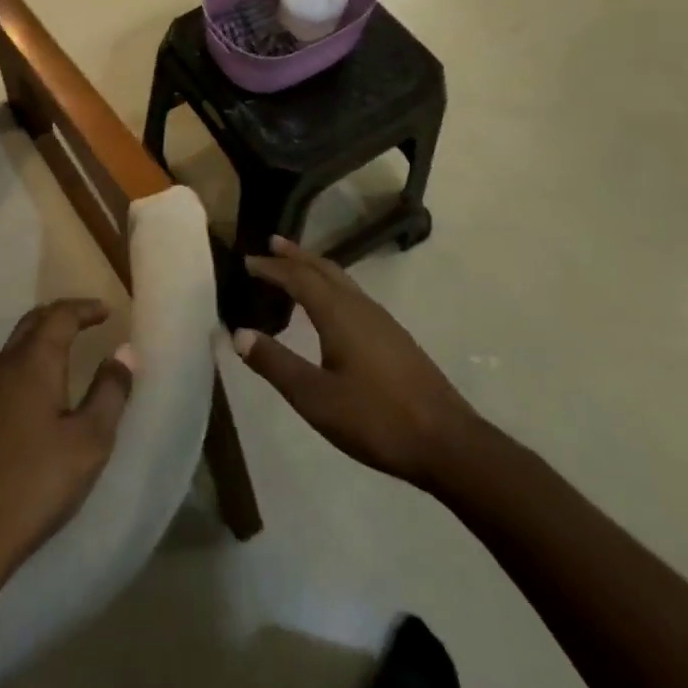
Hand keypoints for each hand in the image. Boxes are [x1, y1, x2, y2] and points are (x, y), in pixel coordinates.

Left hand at [0, 298, 132, 573]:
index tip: (108, 311)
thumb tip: (124, 351)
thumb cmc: (39, 480)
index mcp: (34, 360)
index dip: (85, 308)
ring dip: (45, 334)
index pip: (60, 315)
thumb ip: (110, 392)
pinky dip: (32, 356)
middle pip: (34, 320)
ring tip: (72, 345)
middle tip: (90, 320)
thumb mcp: (90, 439)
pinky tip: (45, 382)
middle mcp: (7, 363)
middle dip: (63, 314)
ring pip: (18, 342)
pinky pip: (10, 364)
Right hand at [235, 238, 478, 489]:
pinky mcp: (396, 340)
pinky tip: (333, 309)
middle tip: (273, 243)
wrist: (450, 445)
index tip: (247, 260)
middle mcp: (361, 308)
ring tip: (298, 268)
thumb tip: (238, 333)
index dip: (272, 268)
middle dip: (297, 256)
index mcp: (339, 314)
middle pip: (325, 269)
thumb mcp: (315, 398)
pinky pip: (354, 297)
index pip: (299, 278)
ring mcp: (383, 322)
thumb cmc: (377, 419)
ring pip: (344, 282)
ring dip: (317, 270)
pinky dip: (333, 288)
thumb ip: (275, 363)